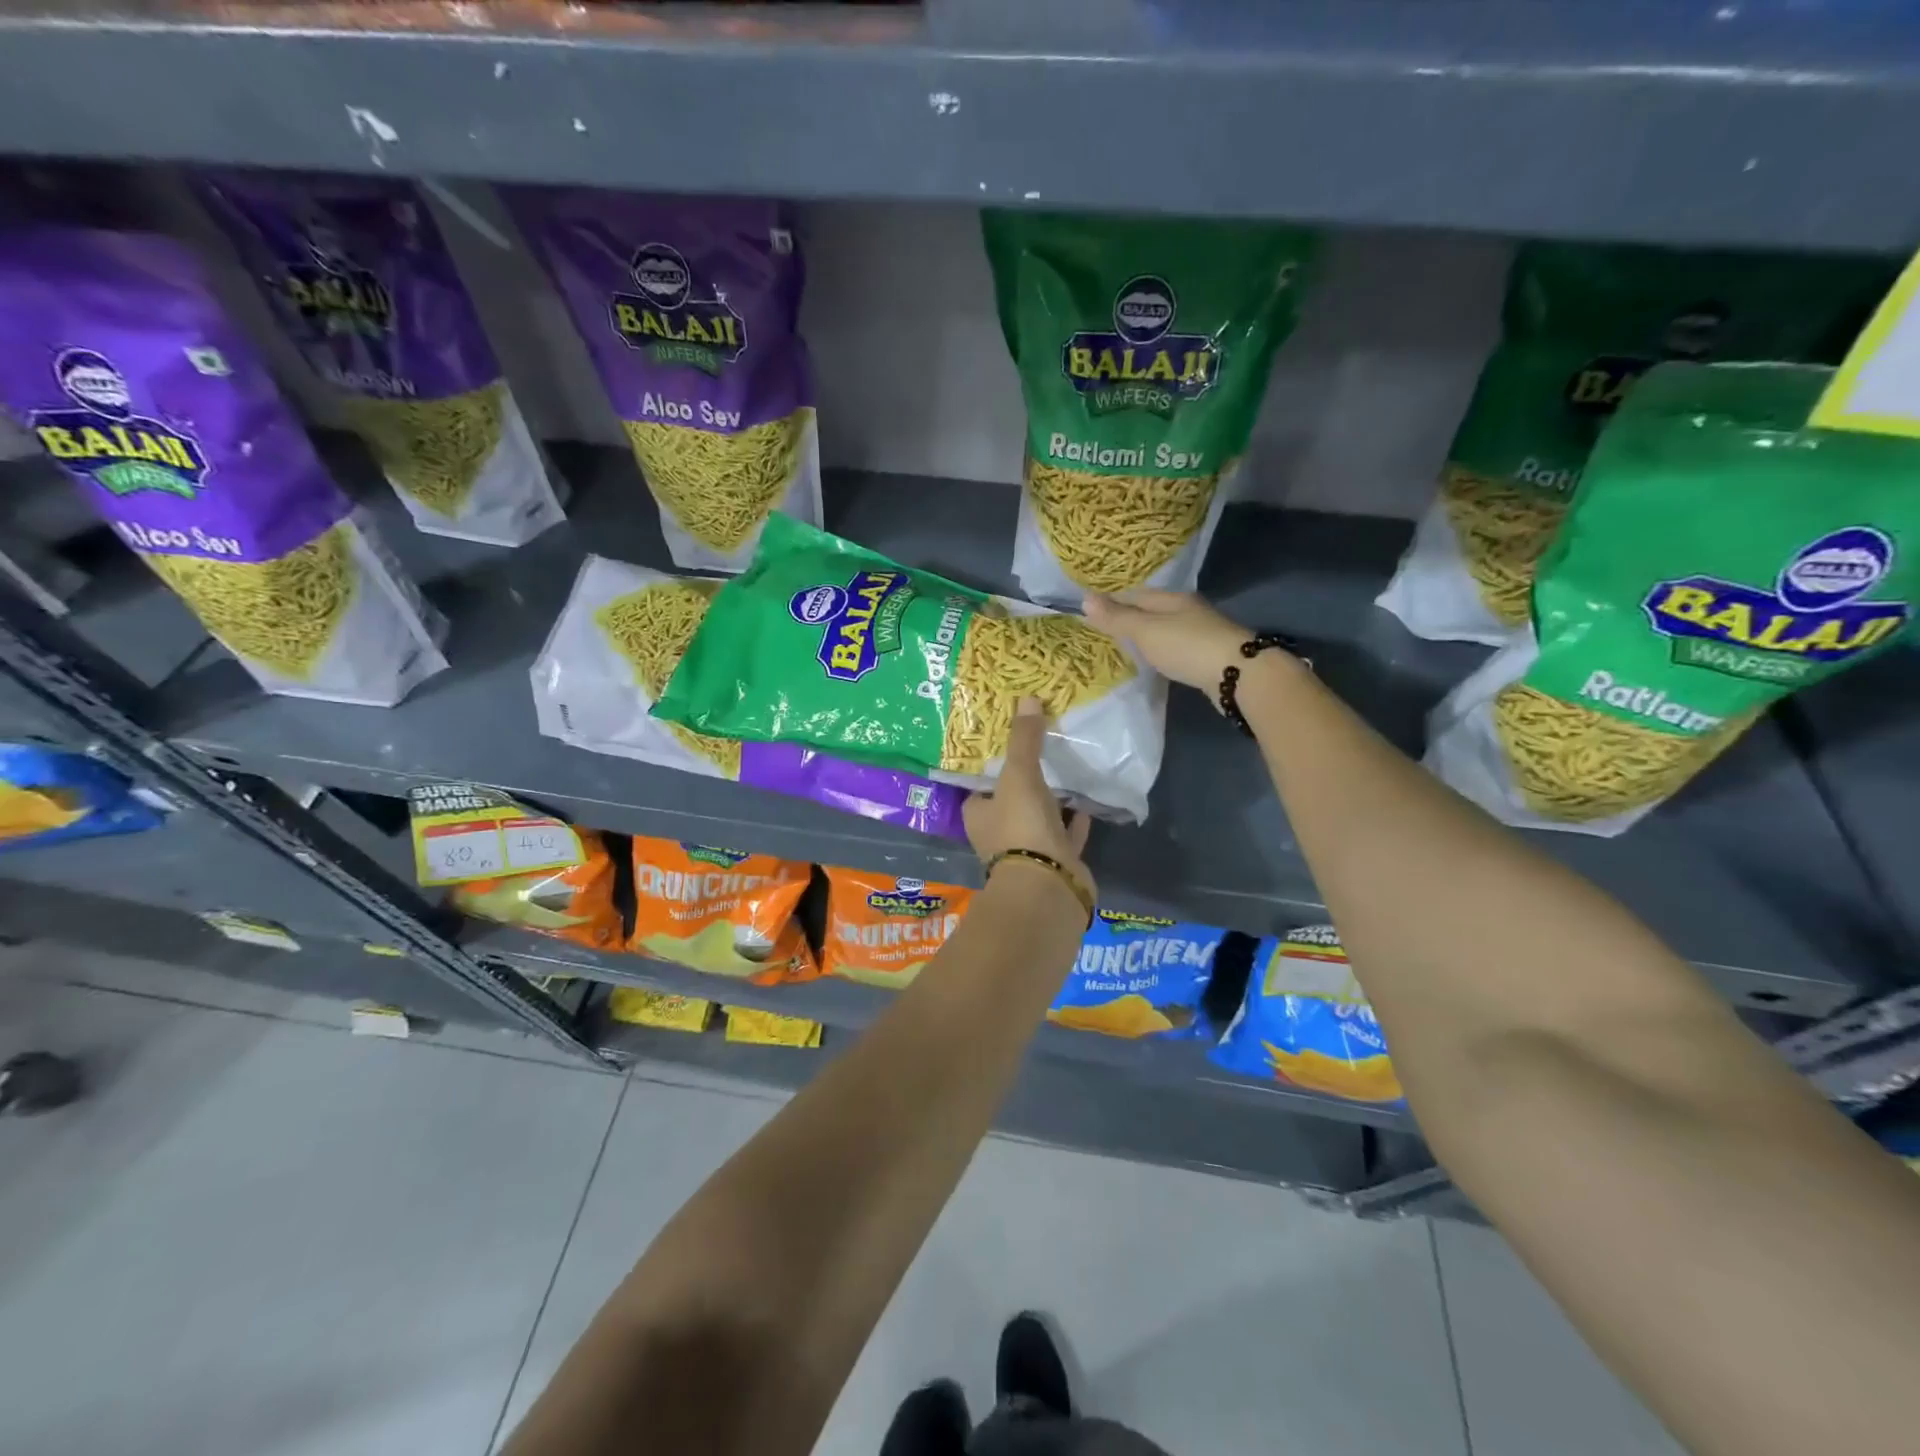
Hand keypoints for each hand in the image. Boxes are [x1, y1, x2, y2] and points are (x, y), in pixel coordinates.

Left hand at [963, 696, 1094, 909]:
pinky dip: (1074, 823)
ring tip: (1065, 773)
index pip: (980, 788)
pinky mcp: (1057, 863)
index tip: (1008, 747)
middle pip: (1010, 803)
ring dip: (1050, 803)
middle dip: (1023, 785)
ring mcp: (1028, 852)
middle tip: (1040, 754)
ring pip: (1038, 820)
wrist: (1048, 885)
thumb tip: (1027, 699)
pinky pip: (1066, 837)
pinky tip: (1086, 804)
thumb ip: (1024, 740)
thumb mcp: (1019, 776)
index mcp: (979, 815)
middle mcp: (998, 835)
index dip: (991, 770)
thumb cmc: (1021, 827)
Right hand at [1084, 588, 1251, 694]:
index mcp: (1172, 598)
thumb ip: (1117, 618)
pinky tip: (1156, 660)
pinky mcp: (1209, 655)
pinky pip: (1177, 647)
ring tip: (1127, 646)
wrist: (1238, 674)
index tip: (1091, 612)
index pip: (1135, 594)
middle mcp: (1188, 610)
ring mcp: (1202, 632)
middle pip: (1152, 610)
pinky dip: (1162, 650)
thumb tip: (1084, 598)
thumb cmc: (1187, 647)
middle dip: (1130, 617)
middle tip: (1106, 630)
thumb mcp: (1145, 631)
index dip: (1112, 602)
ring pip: (1166, 628)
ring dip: (1147, 635)